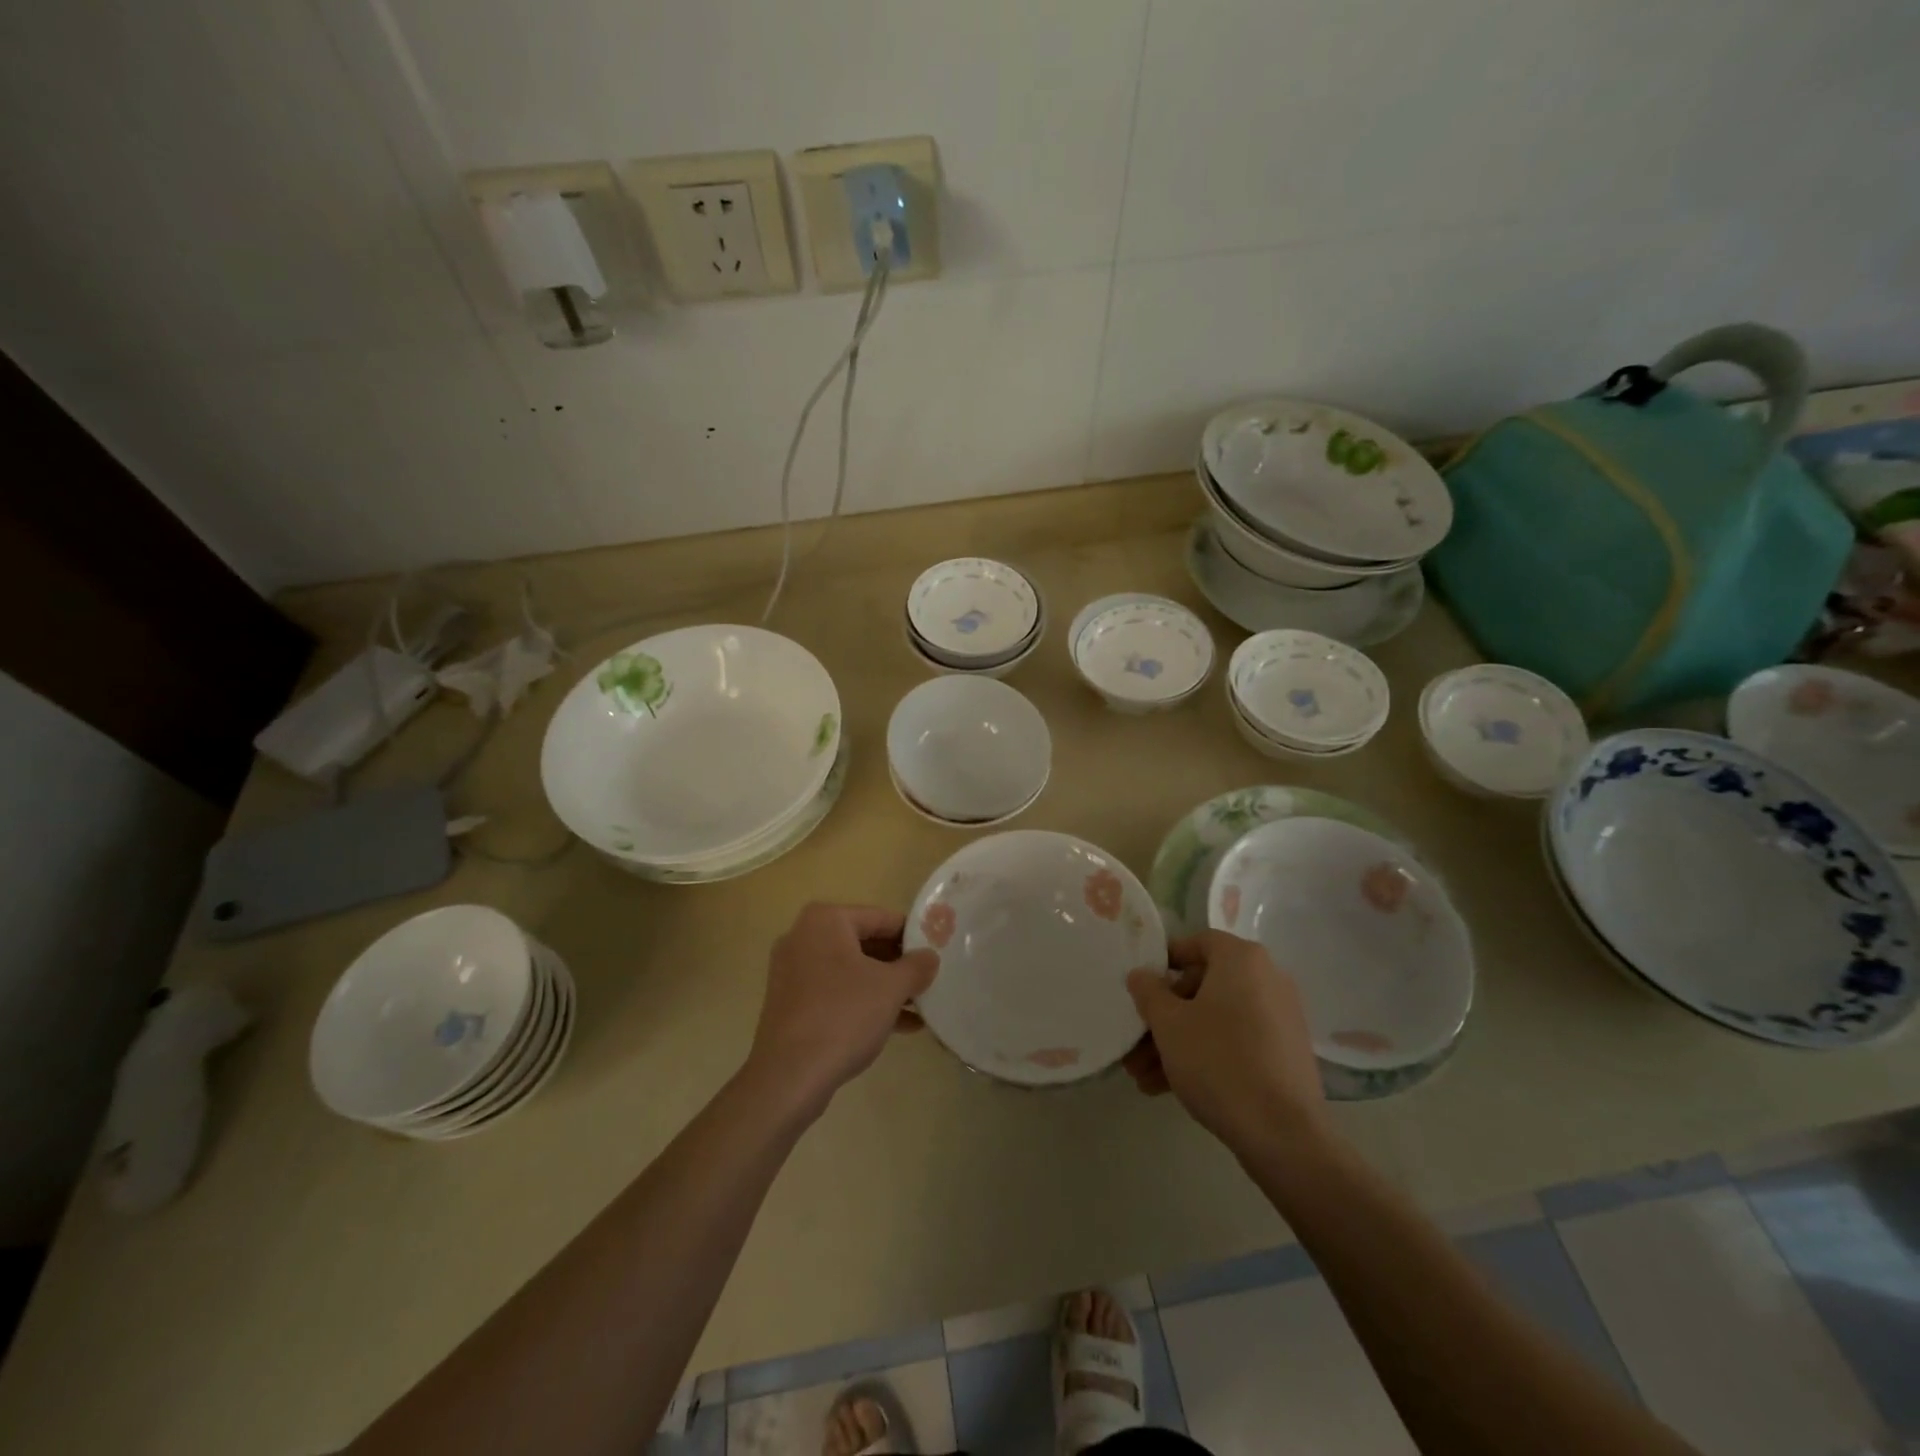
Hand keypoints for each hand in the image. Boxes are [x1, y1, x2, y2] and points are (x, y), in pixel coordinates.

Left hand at [745, 903, 939, 1112]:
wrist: (789, 1076)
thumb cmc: (844, 1016)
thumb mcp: (891, 988)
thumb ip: (917, 966)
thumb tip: (930, 957)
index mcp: (826, 920)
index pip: (881, 918)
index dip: (912, 936)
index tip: (936, 953)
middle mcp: (803, 937)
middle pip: (864, 943)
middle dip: (897, 965)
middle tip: (928, 981)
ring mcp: (792, 971)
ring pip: (850, 971)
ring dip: (884, 987)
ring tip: (920, 1007)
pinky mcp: (789, 1002)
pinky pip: (834, 992)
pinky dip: (862, 1002)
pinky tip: (897, 1027)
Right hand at [1124, 931, 1327, 1158]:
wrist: (1283, 1135)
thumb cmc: (1218, 1061)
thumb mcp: (1168, 1024)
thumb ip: (1148, 992)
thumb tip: (1141, 974)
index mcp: (1242, 959)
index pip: (1196, 943)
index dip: (1163, 962)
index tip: (1140, 988)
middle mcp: (1267, 979)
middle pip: (1203, 986)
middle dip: (1163, 1017)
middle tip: (1135, 1043)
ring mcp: (1279, 1018)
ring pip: (1215, 1019)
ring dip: (1177, 1042)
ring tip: (1143, 1076)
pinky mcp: (1284, 1053)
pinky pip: (1235, 1042)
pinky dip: (1205, 1056)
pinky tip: (1167, 1088)